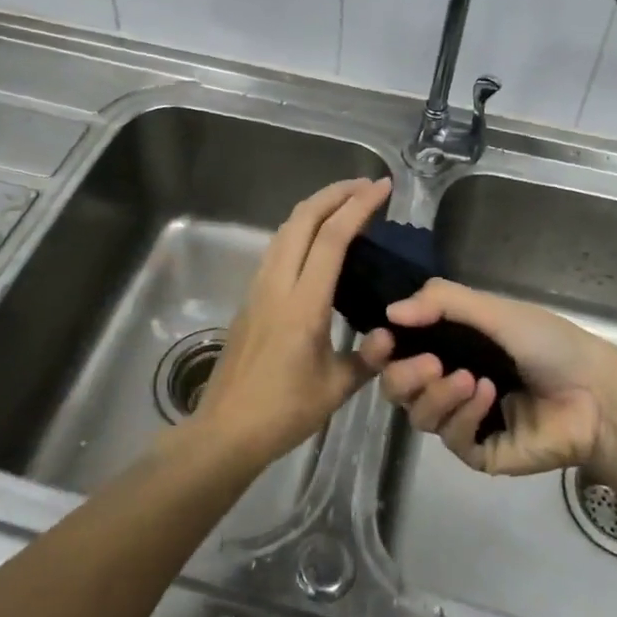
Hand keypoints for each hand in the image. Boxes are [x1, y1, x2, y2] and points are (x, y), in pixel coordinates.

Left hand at [191, 178, 398, 465]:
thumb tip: (390, 334)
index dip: (359, 207)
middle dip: (335, 193)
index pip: (332, 239)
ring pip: (285, 229)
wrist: (225, 431)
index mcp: (303, 304)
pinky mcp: (251, 296)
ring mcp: (259, 287)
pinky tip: (318, 239)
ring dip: (316, 207)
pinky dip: (302, 228)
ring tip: (345, 203)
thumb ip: (368, 357)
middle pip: (303, 219)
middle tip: (367, 185)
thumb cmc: (282, 412)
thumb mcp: (335, 388)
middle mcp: (277, 284)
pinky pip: (278, 247)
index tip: (382, 188)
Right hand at [376, 279, 616, 476]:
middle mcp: (447, 381)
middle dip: (404, 375)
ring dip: (437, 395)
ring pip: (418, 415)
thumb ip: (442, 302)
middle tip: (430, 363)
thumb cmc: (547, 343)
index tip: (382, 339)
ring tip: (470, 378)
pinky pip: (451, 438)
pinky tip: (489, 396)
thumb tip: (390, 311)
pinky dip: (464, 415)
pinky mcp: (479, 451)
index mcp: (448, 345)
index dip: (381, 347)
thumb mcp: (494, 310)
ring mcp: (462, 419)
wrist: (594, 392)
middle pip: (397, 387)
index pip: (397, 350)